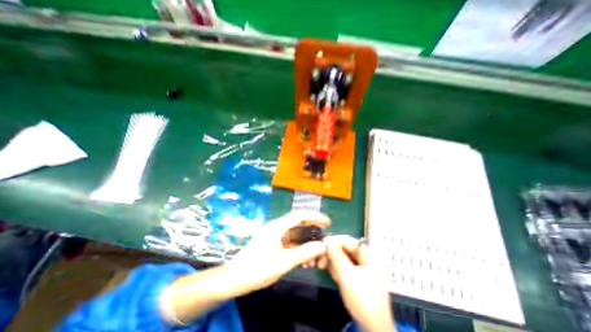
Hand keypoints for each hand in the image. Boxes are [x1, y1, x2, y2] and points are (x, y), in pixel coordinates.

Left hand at [163, 213, 330, 323]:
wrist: (234, 279)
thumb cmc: (258, 268)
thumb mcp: (284, 261)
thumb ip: (304, 252)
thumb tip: (323, 246)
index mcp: (277, 226)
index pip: (299, 215)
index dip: (314, 216)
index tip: (327, 221)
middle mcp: (276, 227)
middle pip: (298, 223)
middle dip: (312, 228)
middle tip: (325, 234)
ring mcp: (273, 235)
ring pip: (294, 234)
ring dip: (305, 241)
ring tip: (316, 251)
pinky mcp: (272, 244)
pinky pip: (289, 242)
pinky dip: (298, 248)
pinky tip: (304, 259)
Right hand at [326, 234, 394, 329]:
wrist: (374, 329)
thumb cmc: (363, 298)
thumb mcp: (347, 275)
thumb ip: (337, 256)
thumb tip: (327, 242)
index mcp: (369, 255)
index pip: (349, 241)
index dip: (335, 240)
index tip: (322, 242)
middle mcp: (366, 259)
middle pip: (346, 249)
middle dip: (332, 253)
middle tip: (320, 257)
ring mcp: (362, 269)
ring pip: (344, 258)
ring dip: (333, 261)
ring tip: (322, 266)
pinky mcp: (358, 277)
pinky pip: (345, 267)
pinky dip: (337, 269)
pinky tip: (332, 273)